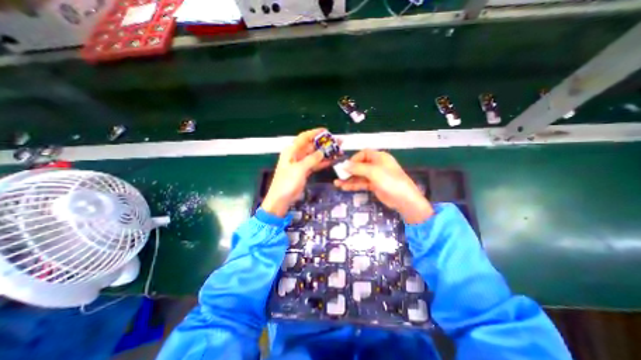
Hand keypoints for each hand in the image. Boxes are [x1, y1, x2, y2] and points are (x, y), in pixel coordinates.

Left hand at [259, 128, 332, 216]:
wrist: (281, 199)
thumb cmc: (287, 182)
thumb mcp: (299, 169)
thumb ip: (311, 159)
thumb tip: (322, 152)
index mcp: (291, 151)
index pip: (304, 138)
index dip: (314, 133)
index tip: (326, 131)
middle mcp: (296, 155)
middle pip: (311, 146)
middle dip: (324, 144)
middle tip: (337, 142)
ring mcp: (301, 163)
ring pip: (315, 155)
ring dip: (325, 153)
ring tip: (338, 151)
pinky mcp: (304, 171)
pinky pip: (315, 164)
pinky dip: (323, 162)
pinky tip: (332, 160)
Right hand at [334, 149, 432, 222]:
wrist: (404, 199)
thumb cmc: (389, 181)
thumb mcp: (373, 172)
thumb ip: (357, 168)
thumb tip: (343, 165)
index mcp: (379, 157)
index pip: (364, 154)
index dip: (354, 159)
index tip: (346, 166)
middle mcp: (377, 165)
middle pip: (360, 165)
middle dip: (349, 170)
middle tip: (338, 175)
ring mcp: (375, 176)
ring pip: (359, 175)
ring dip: (349, 179)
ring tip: (337, 183)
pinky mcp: (374, 185)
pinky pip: (362, 183)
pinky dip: (354, 185)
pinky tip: (344, 187)